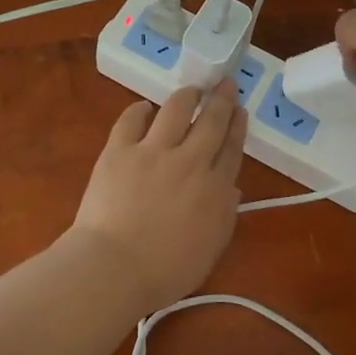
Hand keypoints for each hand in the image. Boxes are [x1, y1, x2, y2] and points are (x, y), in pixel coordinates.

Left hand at [64, 82, 247, 315]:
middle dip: (221, 99)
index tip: (240, 110)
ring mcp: (153, 151)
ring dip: (187, 96)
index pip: (231, 149)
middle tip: (225, 83)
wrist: (115, 267)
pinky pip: (131, 120)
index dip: (237, 127)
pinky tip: (144, 107)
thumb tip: (230, 188)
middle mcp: (189, 161)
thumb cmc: (165, 271)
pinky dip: (139, 110)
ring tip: (192, 90)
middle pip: (211, 122)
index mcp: (214, 189)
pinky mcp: (119, 149)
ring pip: (176, 110)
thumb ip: (224, 215)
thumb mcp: (210, 250)